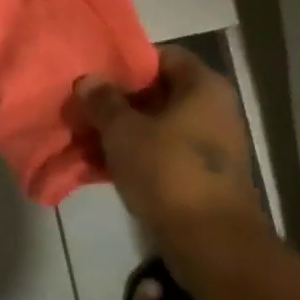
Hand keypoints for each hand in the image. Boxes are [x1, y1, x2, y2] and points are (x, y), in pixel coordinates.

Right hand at [76, 46, 269, 257]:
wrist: (212, 243)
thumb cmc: (168, 171)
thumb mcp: (124, 131)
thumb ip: (103, 101)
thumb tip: (88, 80)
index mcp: (203, 86)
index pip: (164, 56)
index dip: (128, 64)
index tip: (97, 78)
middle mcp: (214, 109)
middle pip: (159, 93)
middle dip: (119, 103)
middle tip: (85, 111)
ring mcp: (211, 145)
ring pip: (158, 127)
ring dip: (123, 134)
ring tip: (86, 141)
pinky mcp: (204, 177)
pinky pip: (164, 155)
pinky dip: (137, 158)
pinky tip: (102, 168)